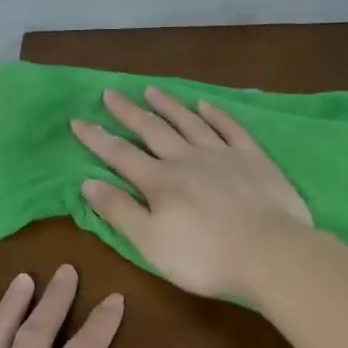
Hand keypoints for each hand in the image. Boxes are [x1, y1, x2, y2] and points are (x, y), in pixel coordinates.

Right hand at [72, 87, 313, 302]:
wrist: (270, 253)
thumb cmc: (204, 257)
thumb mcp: (150, 243)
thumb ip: (119, 211)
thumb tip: (88, 182)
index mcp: (160, 181)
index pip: (120, 154)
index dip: (97, 138)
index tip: (77, 121)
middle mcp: (186, 158)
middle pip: (152, 130)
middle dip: (129, 112)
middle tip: (111, 93)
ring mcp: (222, 154)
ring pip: (189, 122)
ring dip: (168, 105)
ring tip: (151, 90)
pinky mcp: (253, 158)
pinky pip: (230, 128)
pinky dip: (215, 114)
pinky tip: (204, 104)